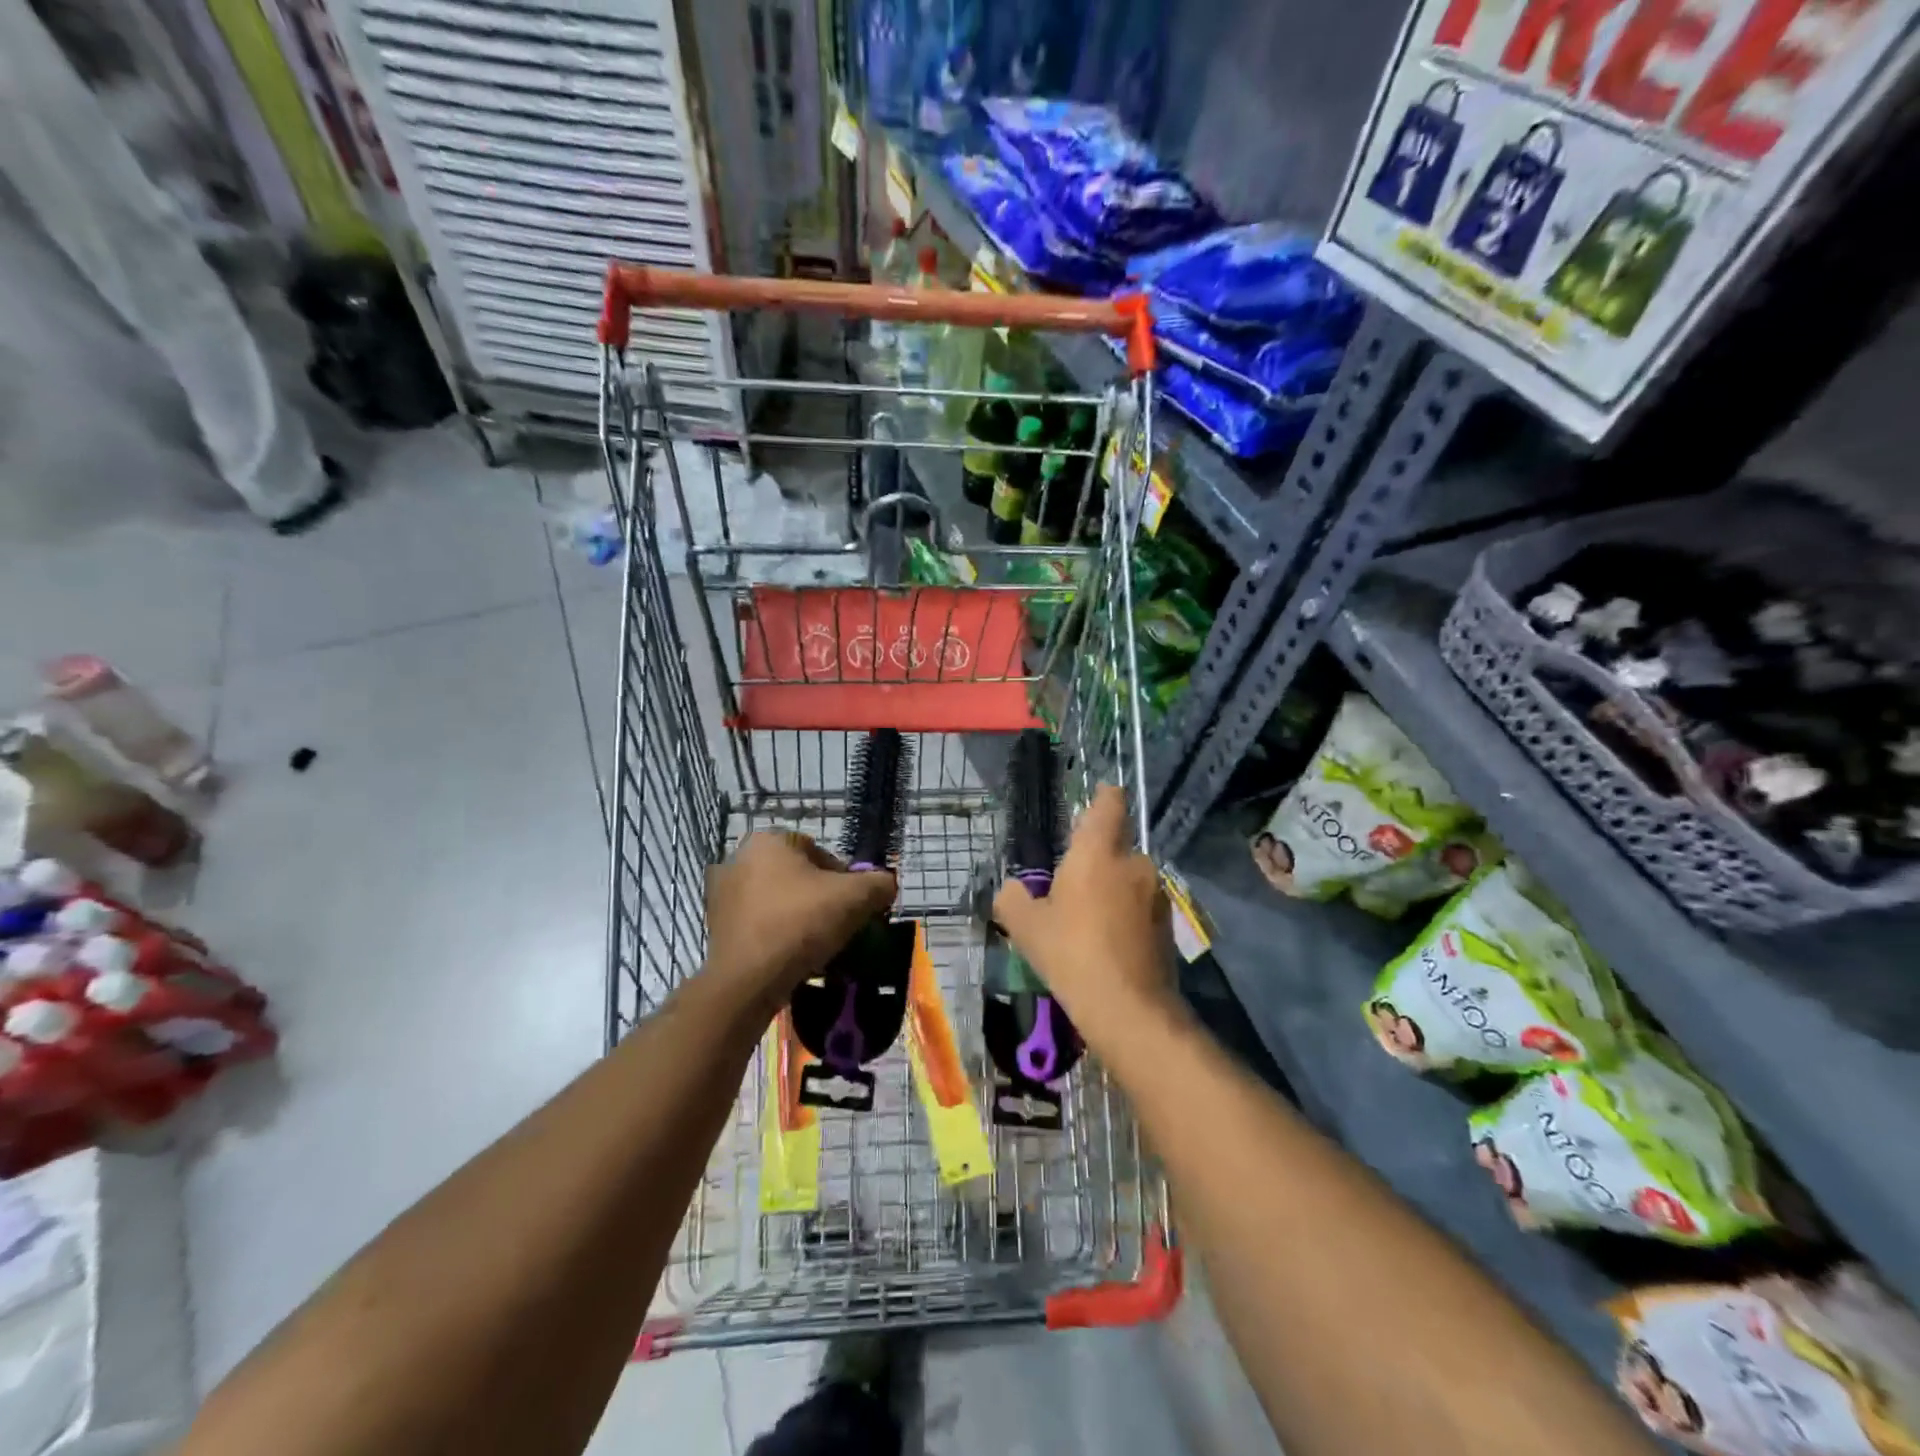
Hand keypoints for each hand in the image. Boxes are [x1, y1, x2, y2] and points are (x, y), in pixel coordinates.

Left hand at [703, 830, 896, 1020]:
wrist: (748, 981)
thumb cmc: (801, 924)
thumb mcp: (856, 898)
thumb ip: (879, 883)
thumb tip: (886, 884)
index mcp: (768, 840)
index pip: (819, 852)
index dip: (843, 879)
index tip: (852, 906)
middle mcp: (738, 859)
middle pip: (796, 876)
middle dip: (818, 898)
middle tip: (837, 925)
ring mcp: (721, 894)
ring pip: (776, 900)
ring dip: (796, 917)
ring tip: (816, 945)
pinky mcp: (715, 926)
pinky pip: (758, 924)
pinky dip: (775, 935)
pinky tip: (790, 957)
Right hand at [993, 784, 1179, 1046]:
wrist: (1128, 1008)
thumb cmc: (1071, 953)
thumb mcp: (1025, 926)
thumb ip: (1012, 897)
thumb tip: (1013, 889)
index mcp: (1098, 851)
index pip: (1109, 803)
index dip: (1103, 796)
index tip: (1094, 799)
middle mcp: (1133, 862)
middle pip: (1115, 845)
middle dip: (1097, 859)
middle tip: (1070, 886)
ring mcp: (1156, 893)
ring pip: (1128, 878)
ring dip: (1112, 889)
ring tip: (1087, 921)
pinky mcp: (1167, 922)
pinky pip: (1140, 905)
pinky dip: (1126, 914)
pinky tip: (1108, 943)